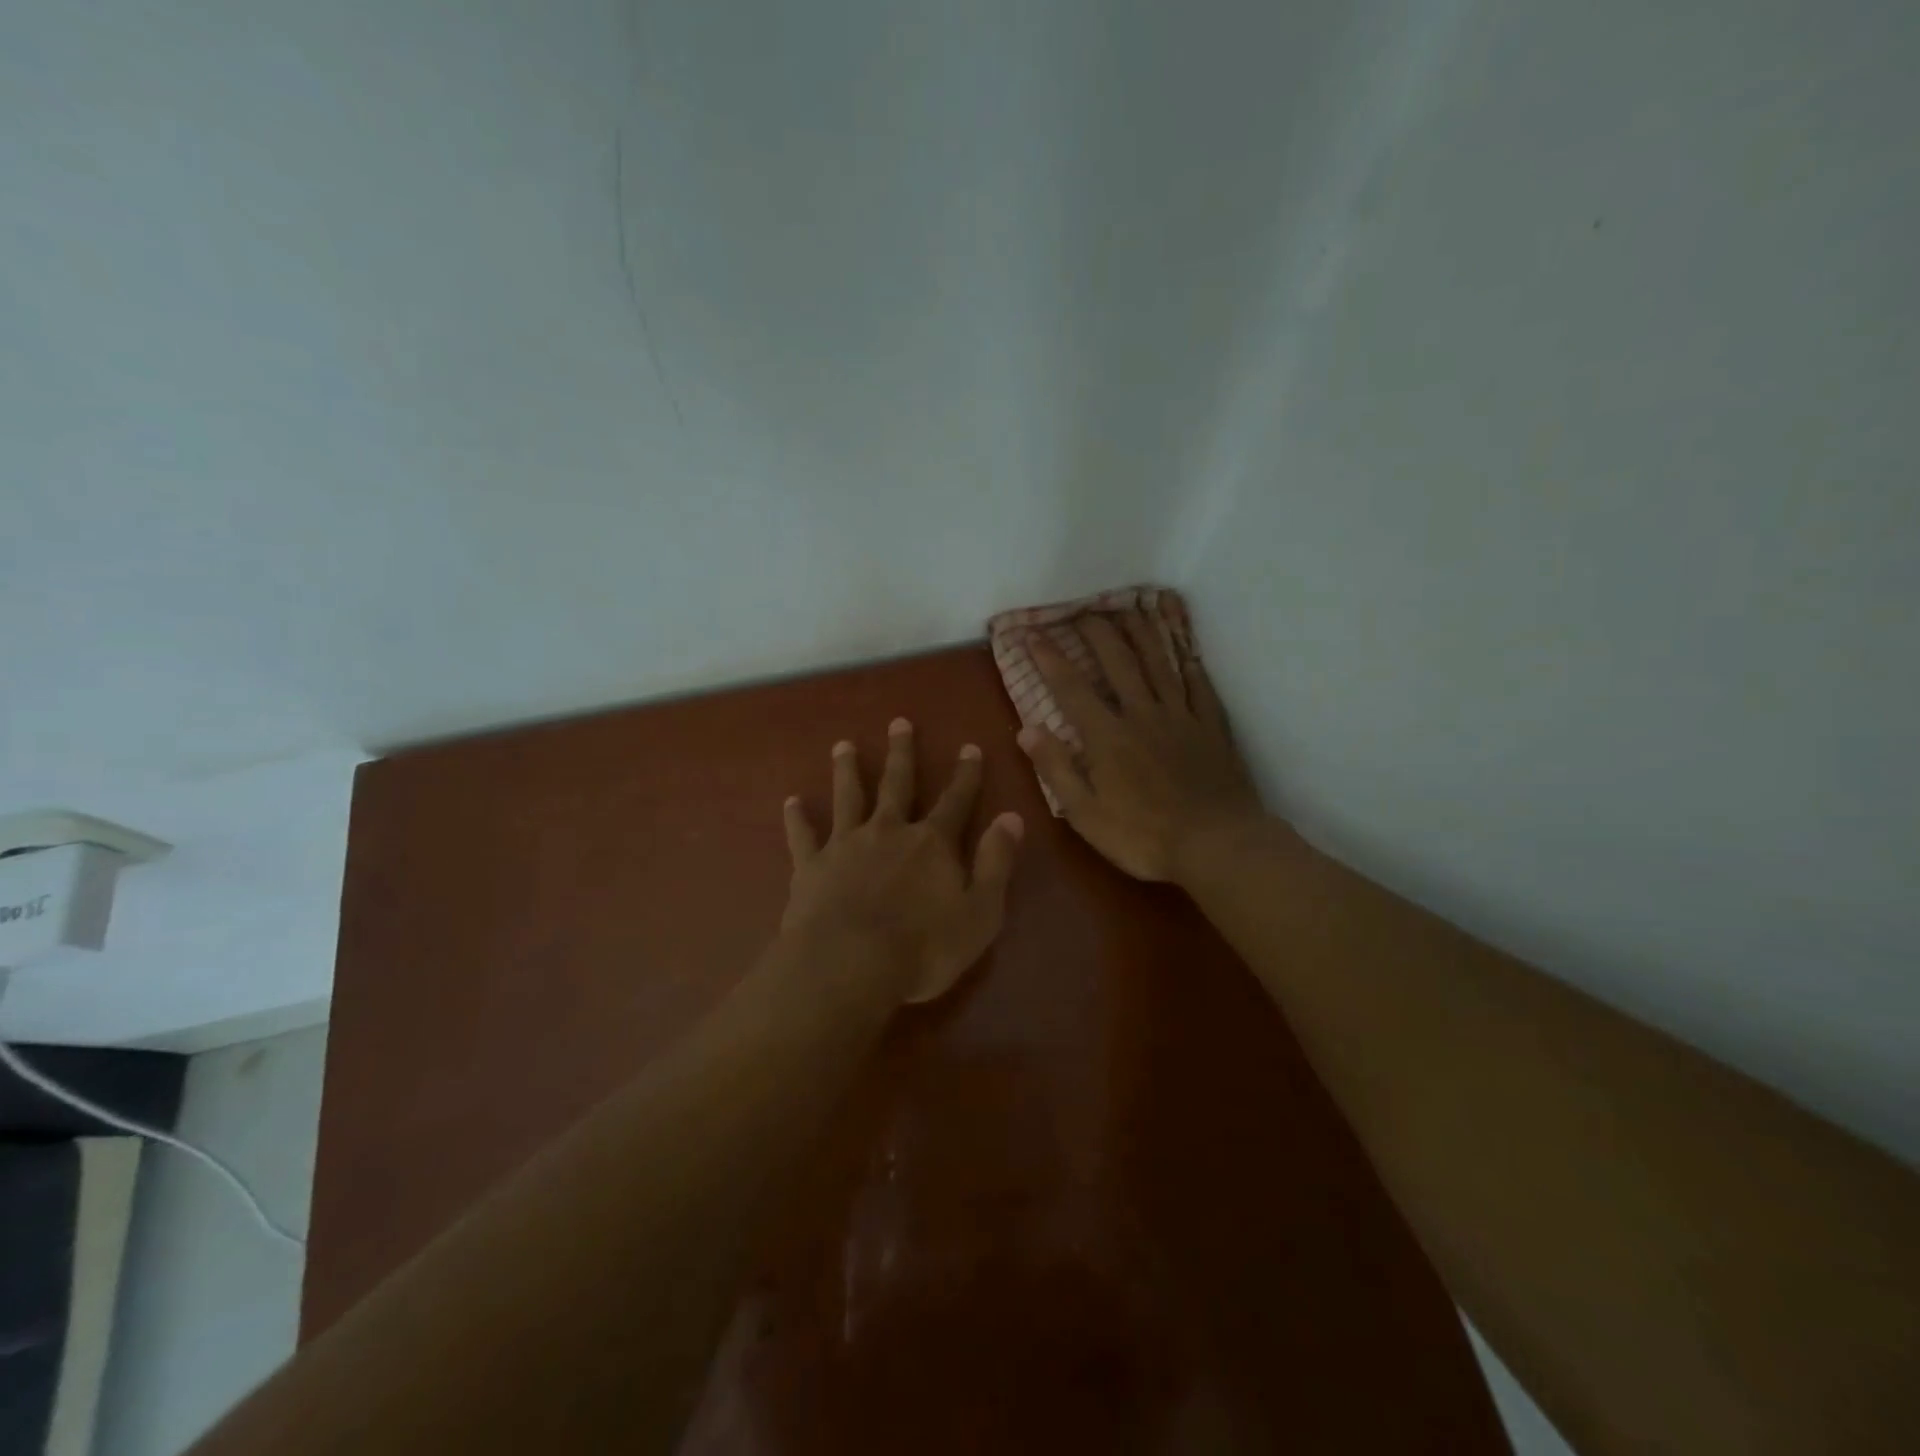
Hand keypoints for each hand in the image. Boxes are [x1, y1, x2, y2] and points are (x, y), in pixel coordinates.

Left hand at [781, 719, 1024, 1003]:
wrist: (849, 966)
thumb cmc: (923, 948)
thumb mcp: (980, 912)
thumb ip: (995, 862)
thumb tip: (1011, 817)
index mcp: (932, 843)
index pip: (955, 800)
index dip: (966, 775)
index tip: (970, 746)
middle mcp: (888, 831)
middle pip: (897, 784)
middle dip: (901, 753)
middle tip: (899, 722)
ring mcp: (846, 845)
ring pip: (848, 798)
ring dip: (847, 770)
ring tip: (843, 745)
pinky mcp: (811, 867)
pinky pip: (802, 836)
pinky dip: (796, 818)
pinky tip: (790, 802)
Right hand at [1018, 607, 1264, 882]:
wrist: (1217, 845)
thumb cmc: (1144, 836)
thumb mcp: (1085, 814)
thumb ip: (1056, 769)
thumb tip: (1027, 729)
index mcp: (1107, 736)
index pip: (1071, 688)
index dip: (1050, 658)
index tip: (1033, 634)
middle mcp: (1142, 714)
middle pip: (1118, 661)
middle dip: (1097, 631)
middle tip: (1082, 608)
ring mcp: (1181, 716)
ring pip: (1159, 662)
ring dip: (1142, 632)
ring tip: (1129, 607)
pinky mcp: (1211, 726)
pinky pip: (1198, 684)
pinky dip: (1189, 661)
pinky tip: (1184, 646)